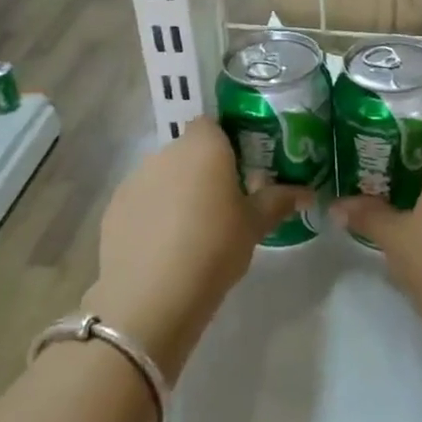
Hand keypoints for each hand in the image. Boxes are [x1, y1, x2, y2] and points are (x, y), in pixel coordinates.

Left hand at [86, 116, 311, 381]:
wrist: (151, 297)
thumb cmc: (214, 248)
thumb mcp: (254, 226)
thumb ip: (279, 201)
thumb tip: (307, 192)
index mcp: (204, 147)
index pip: (214, 124)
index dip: (227, 143)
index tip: (242, 171)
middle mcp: (166, 152)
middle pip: (189, 151)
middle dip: (204, 171)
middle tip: (224, 204)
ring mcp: (135, 179)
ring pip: (164, 176)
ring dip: (177, 192)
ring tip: (193, 231)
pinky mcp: (114, 209)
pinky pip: (142, 201)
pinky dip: (153, 215)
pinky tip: (165, 248)